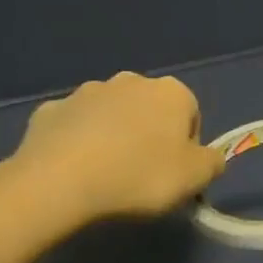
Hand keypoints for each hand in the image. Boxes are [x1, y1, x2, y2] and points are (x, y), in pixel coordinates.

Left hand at [0, 72, 225, 234]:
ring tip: (106, 175)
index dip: (187, 147)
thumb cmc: (140, 175)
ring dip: (113, 136)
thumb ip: (212, 162)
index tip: (175, 174)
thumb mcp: (195, 178)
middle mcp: (130, 81)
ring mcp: (86, 92)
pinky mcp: (50, 110)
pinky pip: (74, 127)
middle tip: (142, 175)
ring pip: (110, 115)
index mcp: (171, 92)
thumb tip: (209, 158)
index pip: (191, 115)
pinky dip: (78, 143)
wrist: (60, 181)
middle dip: (149, 135)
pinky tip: (74, 170)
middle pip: (149, 110)